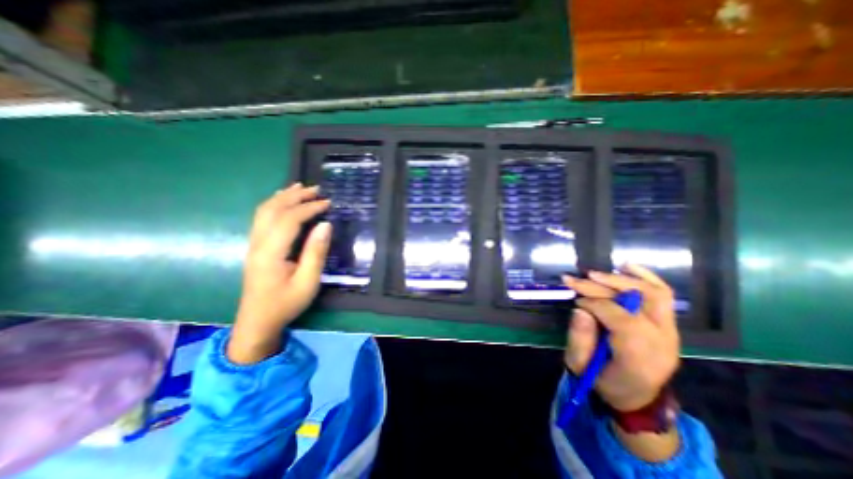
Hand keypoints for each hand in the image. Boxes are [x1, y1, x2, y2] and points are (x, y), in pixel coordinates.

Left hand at [229, 184, 329, 362]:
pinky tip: (283, 202)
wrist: (257, 322)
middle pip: (273, 210)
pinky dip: (274, 204)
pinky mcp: (256, 247)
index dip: (309, 208)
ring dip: (283, 197)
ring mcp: (254, 244)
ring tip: (300, 188)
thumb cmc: (286, 304)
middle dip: (295, 196)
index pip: (289, 219)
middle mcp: (258, 243)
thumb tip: (325, 225)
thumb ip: (316, 253)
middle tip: (317, 189)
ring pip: (264, 211)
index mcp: (271, 252)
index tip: (328, 203)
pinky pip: (262, 218)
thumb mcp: (308, 282)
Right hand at [566, 264, 683, 413]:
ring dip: (621, 279)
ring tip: (594, 274)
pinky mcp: (669, 325)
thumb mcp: (581, 366)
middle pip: (636, 302)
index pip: (621, 318)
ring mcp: (670, 332)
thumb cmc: (603, 382)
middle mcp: (662, 341)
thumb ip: (579, 338)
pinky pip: (663, 295)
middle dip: (601, 287)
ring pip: (653, 294)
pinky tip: (626, 266)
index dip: (594, 303)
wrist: (636, 398)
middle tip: (575, 280)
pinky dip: (645, 277)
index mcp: (640, 357)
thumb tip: (580, 308)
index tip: (575, 300)